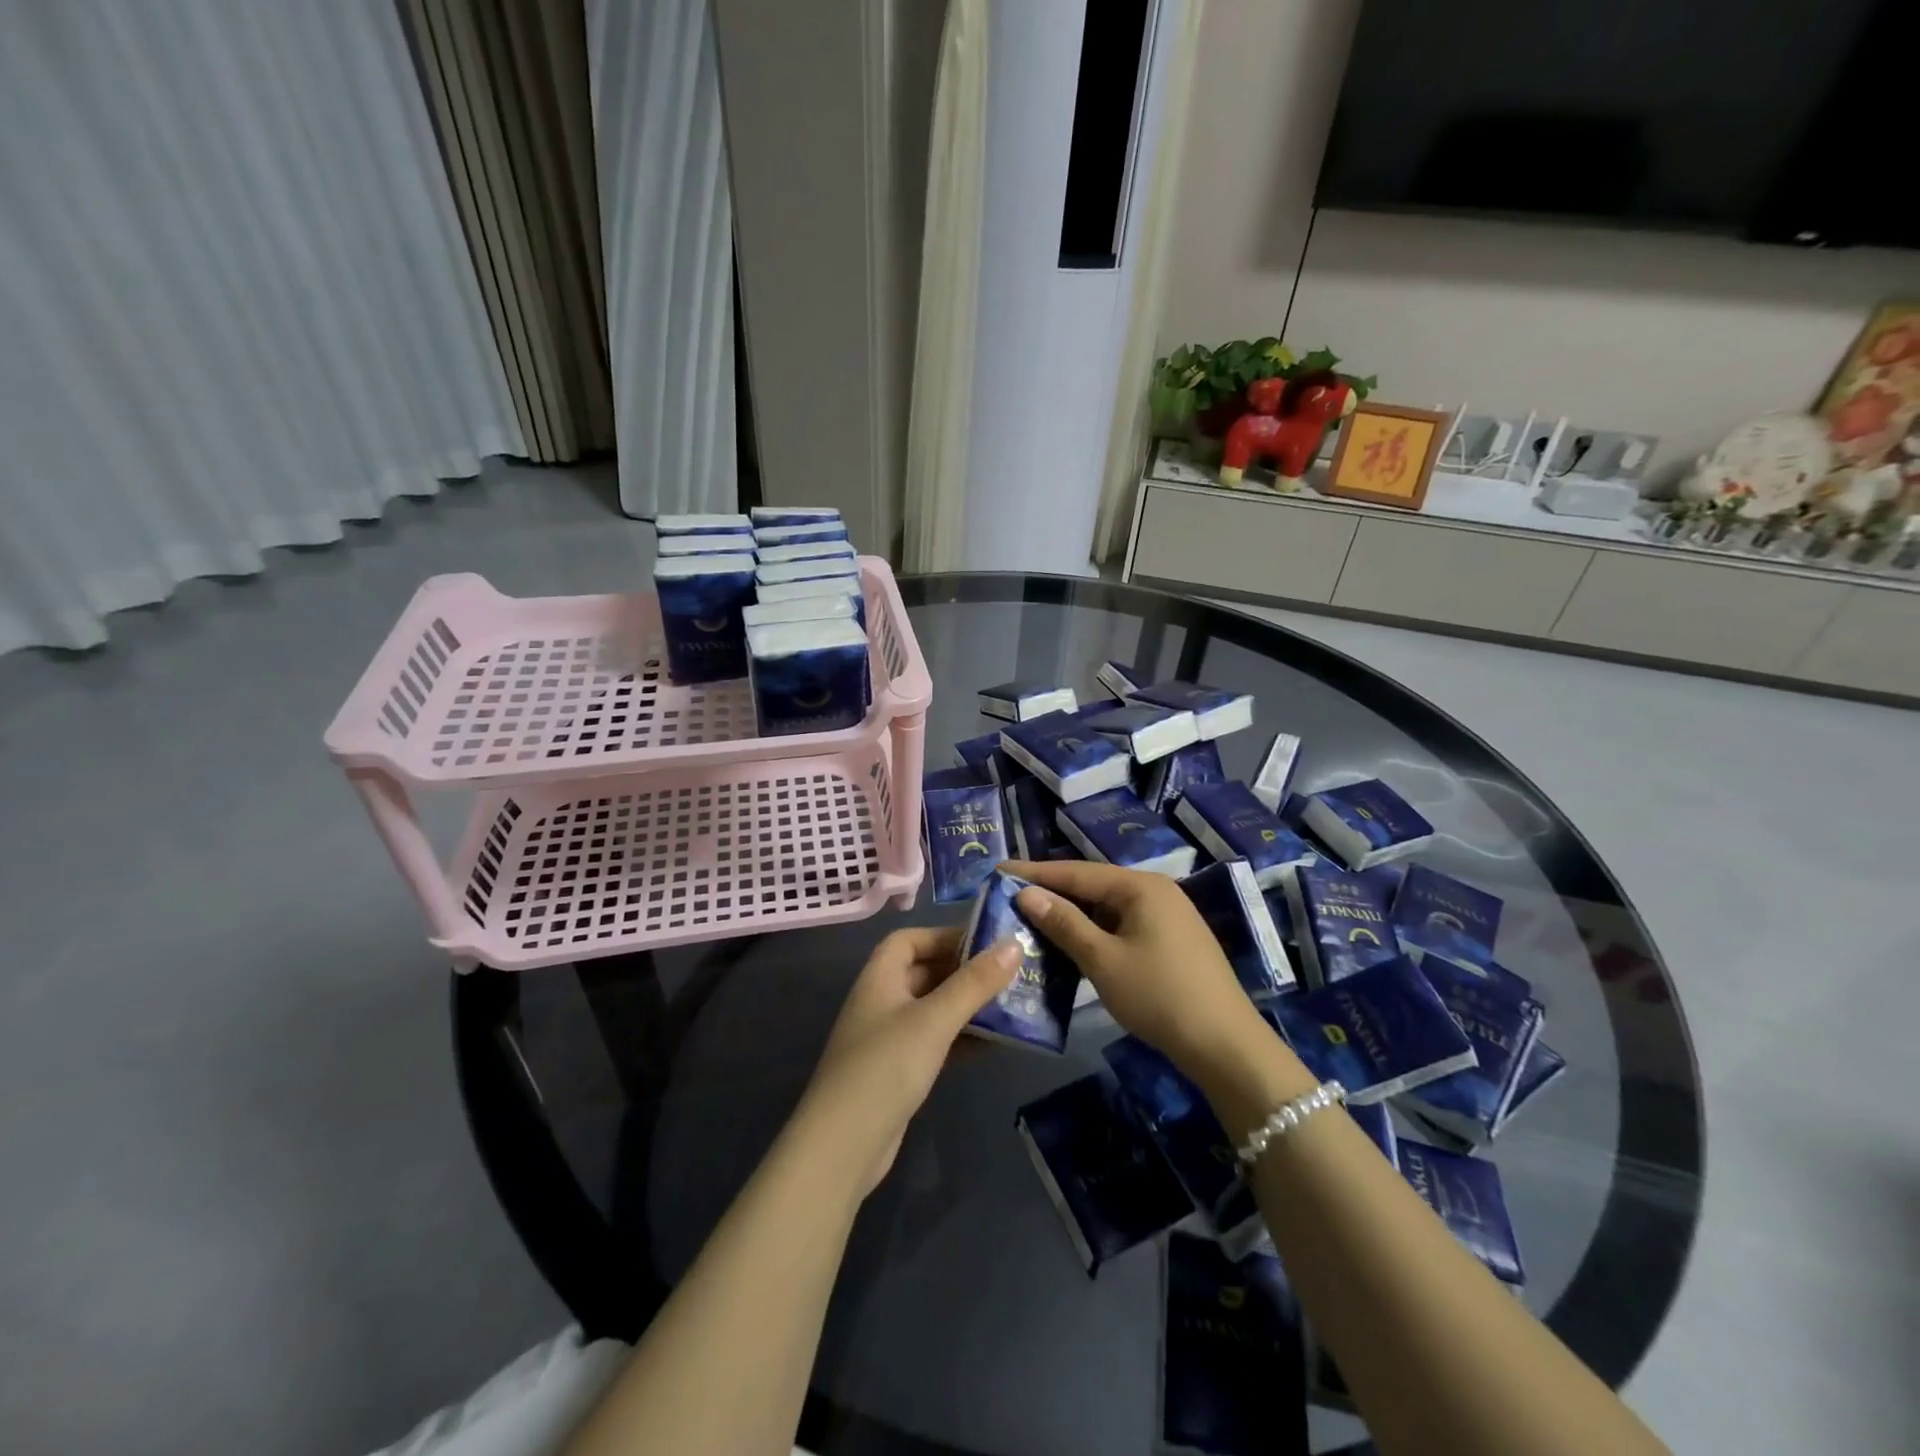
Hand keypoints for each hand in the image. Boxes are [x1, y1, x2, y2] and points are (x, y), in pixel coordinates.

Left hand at [794, 926, 1019, 1199]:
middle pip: (925, 972)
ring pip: (934, 1009)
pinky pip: (936, 1041)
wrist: (843, 1147)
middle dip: (964, 970)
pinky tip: (995, 1043)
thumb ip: (974, 983)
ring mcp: (889, 1039)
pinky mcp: (899, 1072)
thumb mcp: (934, 1020)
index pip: (910, 940)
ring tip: (1012, 1005)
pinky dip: (962, 1038)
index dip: (944, 935)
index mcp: (879, 977)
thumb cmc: (885, 1067)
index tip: (985, 942)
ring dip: (968, 1006)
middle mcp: (881, 1001)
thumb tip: (1013, 943)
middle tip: (1010, 973)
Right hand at [1006, 859, 1267, 1075]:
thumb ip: (1064, 923)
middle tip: (1011, 895)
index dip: (1036, 872)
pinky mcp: (1171, 940)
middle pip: (1093, 885)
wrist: (1224, 1044)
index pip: (1077, 872)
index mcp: (1140, 886)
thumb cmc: (1158, 995)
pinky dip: (1094, 931)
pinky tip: (1072, 943)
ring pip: (1107, 907)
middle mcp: (1155, 891)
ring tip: (1032, 918)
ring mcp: (1167, 915)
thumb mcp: (1103, 960)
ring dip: (1072, 914)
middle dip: (1053, 892)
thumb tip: (1026, 893)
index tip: (1000, 870)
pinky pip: (1122, 924)